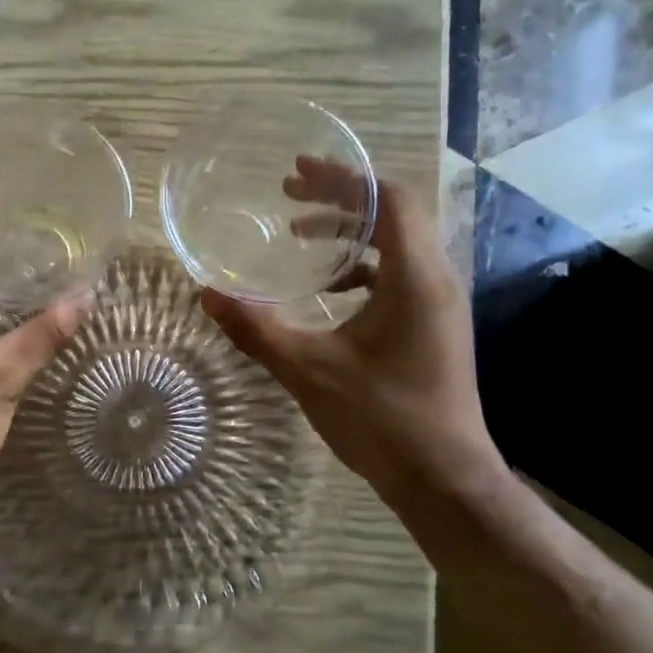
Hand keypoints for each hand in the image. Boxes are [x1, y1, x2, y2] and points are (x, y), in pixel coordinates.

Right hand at [201, 157, 505, 511]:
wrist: (444, 479)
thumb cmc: (382, 419)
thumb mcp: (309, 370)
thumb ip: (257, 329)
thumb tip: (208, 294)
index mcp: (415, 278)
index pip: (388, 200)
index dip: (343, 179)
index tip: (297, 172)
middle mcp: (436, 280)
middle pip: (394, 214)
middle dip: (341, 199)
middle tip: (289, 198)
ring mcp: (439, 304)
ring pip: (398, 244)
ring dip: (351, 232)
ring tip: (300, 236)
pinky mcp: (434, 327)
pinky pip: (399, 275)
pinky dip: (363, 266)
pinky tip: (329, 289)